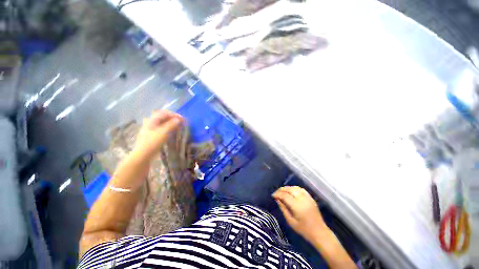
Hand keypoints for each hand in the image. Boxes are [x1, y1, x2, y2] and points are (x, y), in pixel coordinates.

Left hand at [133, 110, 182, 159]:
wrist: (143, 155)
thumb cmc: (153, 142)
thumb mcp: (164, 132)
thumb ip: (172, 124)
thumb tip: (179, 119)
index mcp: (152, 120)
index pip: (164, 113)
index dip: (174, 114)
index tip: (182, 119)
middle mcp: (150, 122)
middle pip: (163, 117)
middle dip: (173, 118)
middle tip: (181, 122)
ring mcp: (150, 129)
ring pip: (162, 122)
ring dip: (171, 123)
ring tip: (178, 126)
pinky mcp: (152, 135)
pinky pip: (161, 128)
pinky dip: (168, 128)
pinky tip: (172, 131)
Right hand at [272, 186, 327, 241]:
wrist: (319, 232)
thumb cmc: (304, 230)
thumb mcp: (291, 221)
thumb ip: (283, 208)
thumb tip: (277, 199)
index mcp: (297, 206)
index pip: (284, 195)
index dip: (277, 194)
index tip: (273, 195)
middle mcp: (302, 199)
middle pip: (289, 189)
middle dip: (281, 190)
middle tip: (276, 193)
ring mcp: (307, 197)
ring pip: (295, 188)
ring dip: (287, 188)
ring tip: (282, 191)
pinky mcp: (311, 198)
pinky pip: (301, 189)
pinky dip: (294, 188)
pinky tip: (291, 191)